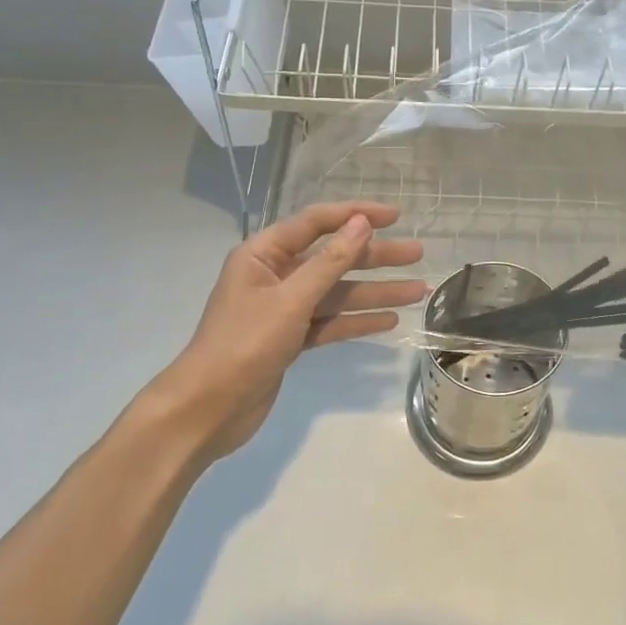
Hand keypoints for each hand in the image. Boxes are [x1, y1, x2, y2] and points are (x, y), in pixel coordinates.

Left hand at [134, 202, 425, 470]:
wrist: (208, 409)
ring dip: (375, 292)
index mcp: (264, 254)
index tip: (395, 216)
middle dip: (375, 257)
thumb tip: (361, 224)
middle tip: (417, 255)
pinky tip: (389, 321)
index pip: (316, 222)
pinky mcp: (290, 338)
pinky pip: (331, 322)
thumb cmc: (244, 344)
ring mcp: (284, 308)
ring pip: (337, 293)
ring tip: (417, 292)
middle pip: (333, 258)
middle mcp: (275, 275)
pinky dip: (357, 321)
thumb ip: (329, 262)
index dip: (356, 215)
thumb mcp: (291, 300)